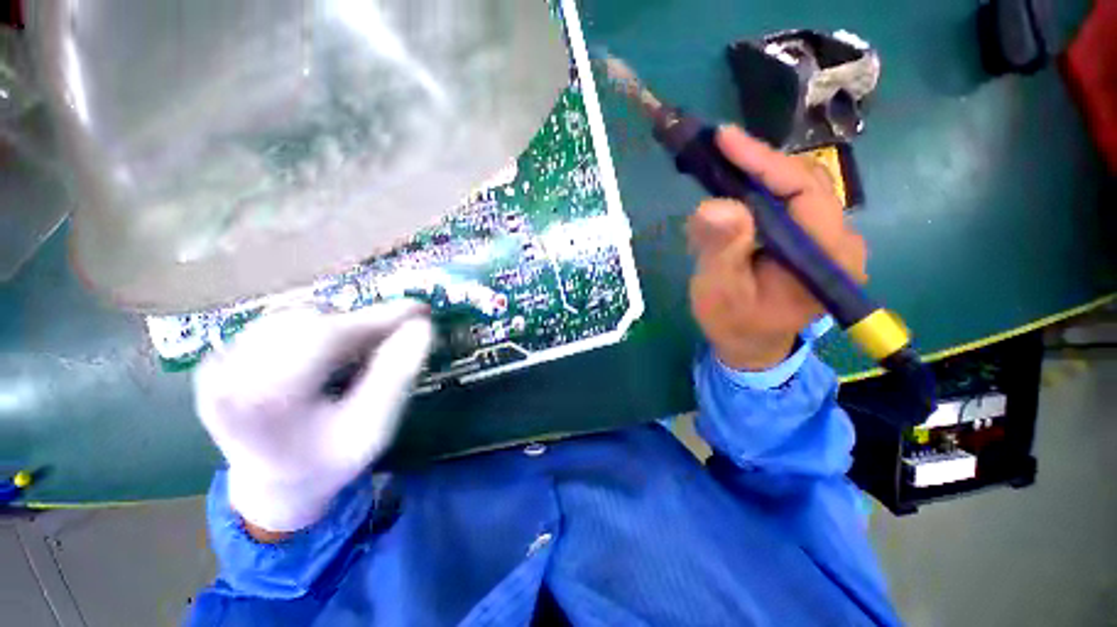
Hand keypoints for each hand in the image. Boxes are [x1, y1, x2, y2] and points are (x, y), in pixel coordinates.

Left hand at [194, 300, 433, 533]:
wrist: (272, 485)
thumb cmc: (328, 463)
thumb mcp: (373, 429)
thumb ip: (397, 376)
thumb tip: (421, 328)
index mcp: (263, 402)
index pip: (325, 337)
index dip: (377, 317)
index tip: (419, 310)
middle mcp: (227, 377)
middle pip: (311, 324)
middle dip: (363, 325)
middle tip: (398, 334)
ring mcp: (218, 366)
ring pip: (297, 319)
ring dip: (341, 328)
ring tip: (362, 352)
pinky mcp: (220, 359)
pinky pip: (282, 326)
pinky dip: (319, 332)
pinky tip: (332, 355)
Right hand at [688, 126, 867, 371]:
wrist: (750, 344)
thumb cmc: (734, 323)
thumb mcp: (720, 291)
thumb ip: (721, 251)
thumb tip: (714, 205)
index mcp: (827, 256)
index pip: (804, 190)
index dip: (764, 160)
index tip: (724, 138)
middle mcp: (839, 241)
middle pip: (805, 182)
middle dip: (759, 162)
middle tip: (717, 149)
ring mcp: (828, 239)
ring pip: (797, 188)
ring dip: (758, 173)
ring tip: (722, 163)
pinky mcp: (811, 239)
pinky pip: (789, 201)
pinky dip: (760, 188)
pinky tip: (736, 187)